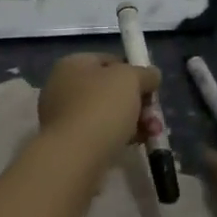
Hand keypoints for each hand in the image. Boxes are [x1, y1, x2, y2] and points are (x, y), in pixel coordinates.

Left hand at [36, 53, 161, 165]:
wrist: (75, 156)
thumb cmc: (101, 107)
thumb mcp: (130, 79)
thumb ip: (144, 74)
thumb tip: (152, 75)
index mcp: (72, 64)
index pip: (108, 60)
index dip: (133, 71)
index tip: (151, 88)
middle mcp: (62, 87)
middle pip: (109, 89)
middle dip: (136, 102)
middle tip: (154, 116)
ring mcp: (63, 116)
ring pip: (106, 114)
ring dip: (132, 121)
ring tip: (151, 134)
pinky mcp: (67, 143)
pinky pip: (98, 134)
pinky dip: (117, 138)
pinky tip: (134, 145)